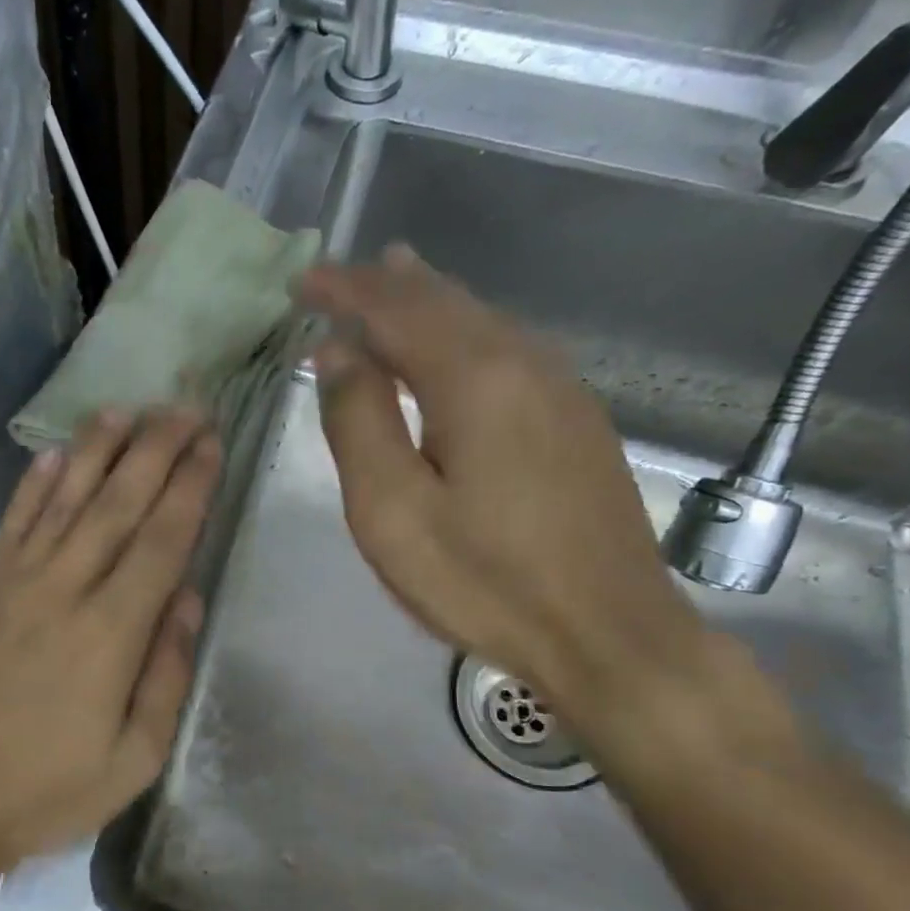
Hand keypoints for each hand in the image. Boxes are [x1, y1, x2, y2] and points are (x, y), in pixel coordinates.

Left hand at [0, 409, 218, 876]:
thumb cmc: (42, 793)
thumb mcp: (132, 760)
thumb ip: (165, 675)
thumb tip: (187, 600)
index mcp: (111, 632)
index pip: (163, 540)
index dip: (191, 486)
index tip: (211, 443)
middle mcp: (64, 589)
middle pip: (118, 503)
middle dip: (156, 449)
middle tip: (184, 407)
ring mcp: (11, 582)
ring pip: (64, 498)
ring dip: (98, 449)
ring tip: (127, 410)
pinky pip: (11, 522)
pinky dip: (34, 483)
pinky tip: (54, 455)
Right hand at [301, 247, 703, 710]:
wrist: (607, 633)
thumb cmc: (482, 580)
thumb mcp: (391, 511)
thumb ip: (358, 422)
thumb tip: (337, 352)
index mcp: (474, 378)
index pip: (396, 309)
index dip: (345, 290)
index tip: (302, 282)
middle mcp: (524, 364)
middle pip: (446, 302)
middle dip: (386, 284)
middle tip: (339, 277)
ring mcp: (561, 390)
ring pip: (483, 320)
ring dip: (428, 300)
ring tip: (393, 279)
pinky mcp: (576, 420)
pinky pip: (507, 349)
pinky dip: (463, 331)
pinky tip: (453, 343)